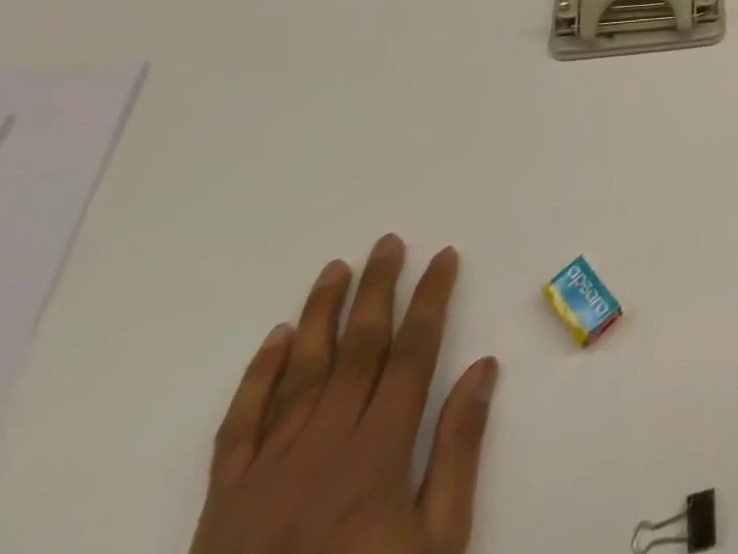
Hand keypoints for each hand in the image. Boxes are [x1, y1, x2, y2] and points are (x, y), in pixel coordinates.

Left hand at [190, 235, 497, 553]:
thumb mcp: (437, 541)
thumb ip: (458, 451)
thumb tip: (484, 367)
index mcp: (377, 456)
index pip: (412, 355)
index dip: (431, 300)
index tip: (445, 256)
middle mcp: (321, 450)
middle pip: (356, 352)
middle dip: (377, 291)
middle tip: (389, 242)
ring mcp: (265, 474)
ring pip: (298, 376)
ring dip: (319, 316)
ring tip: (336, 268)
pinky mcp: (223, 502)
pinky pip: (239, 428)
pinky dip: (256, 378)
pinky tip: (274, 340)